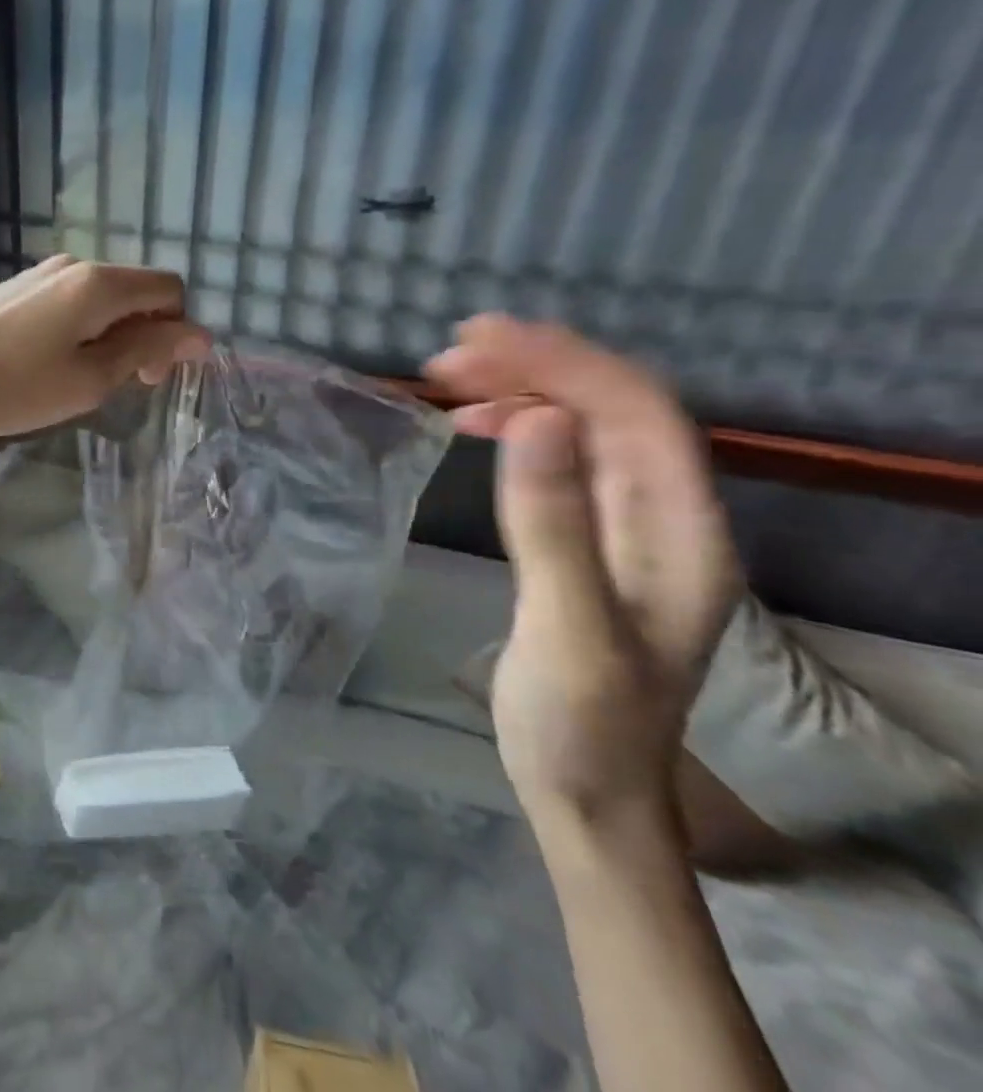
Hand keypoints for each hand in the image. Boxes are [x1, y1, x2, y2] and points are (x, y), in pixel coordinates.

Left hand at [0, 256, 210, 445]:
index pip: (169, 288)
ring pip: (102, 296)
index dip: (177, 331)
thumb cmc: (16, 387)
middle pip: (136, 290)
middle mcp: (73, 264)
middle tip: (126, 384)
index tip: (153, 377)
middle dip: (146, 334)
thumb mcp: (91, 378)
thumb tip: (200, 334)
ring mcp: (40, 273)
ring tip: (85, 378)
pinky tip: (53, 362)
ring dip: (113, 333)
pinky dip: (82, 327)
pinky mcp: (15, 288)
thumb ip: (148, 349)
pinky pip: (69, 299)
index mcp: (100, 282)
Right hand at [425, 316, 742, 831]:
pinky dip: (516, 428)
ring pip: (584, 427)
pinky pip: (560, 458)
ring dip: (521, 390)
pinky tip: (474, 426)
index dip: (565, 363)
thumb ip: (555, 527)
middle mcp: (666, 516)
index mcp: (682, 532)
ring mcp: (627, 527)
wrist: (586, 792)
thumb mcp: (568, 628)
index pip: (638, 413)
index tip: (482, 339)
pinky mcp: (587, 539)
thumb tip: (536, 421)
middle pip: (612, 408)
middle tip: (448, 353)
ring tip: (448, 379)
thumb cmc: (582, 723)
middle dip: (535, 365)